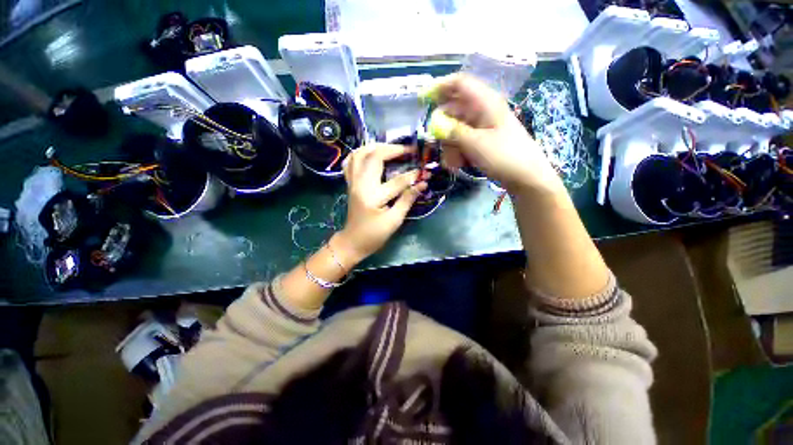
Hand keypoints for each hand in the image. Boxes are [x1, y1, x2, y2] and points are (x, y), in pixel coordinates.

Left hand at [334, 144, 427, 263]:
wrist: (352, 242)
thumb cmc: (374, 235)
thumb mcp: (394, 221)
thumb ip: (407, 200)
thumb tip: (422, 184)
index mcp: (373, 196)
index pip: (397, 181)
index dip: (413, 175)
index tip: (425, 172)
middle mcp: (360, 184)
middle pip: (374, 156)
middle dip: (393, 149)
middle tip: (408, 150)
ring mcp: (353, 182)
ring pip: (359, 154)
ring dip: (376, 146)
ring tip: (391, 148)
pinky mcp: (350, 183)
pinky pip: (350, 162)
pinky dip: (360, 153)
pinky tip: (370, 153)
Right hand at [423, 74, 564, 194]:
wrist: (526, 176)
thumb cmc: (504, 156)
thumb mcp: (475, 144)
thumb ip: (453, 131)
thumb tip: (435, 124)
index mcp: (485, 102)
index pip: (459, 84)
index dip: (439, 87)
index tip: (423, 101)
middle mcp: (483, 110)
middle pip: (454, 110)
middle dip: (444, 128)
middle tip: (438, 144)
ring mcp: (483, 126)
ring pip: (457, 128)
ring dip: (451, 145)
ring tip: (454, 162)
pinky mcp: (483, 140)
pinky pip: (464, 140)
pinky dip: (458, 151)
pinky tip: (459, 164)